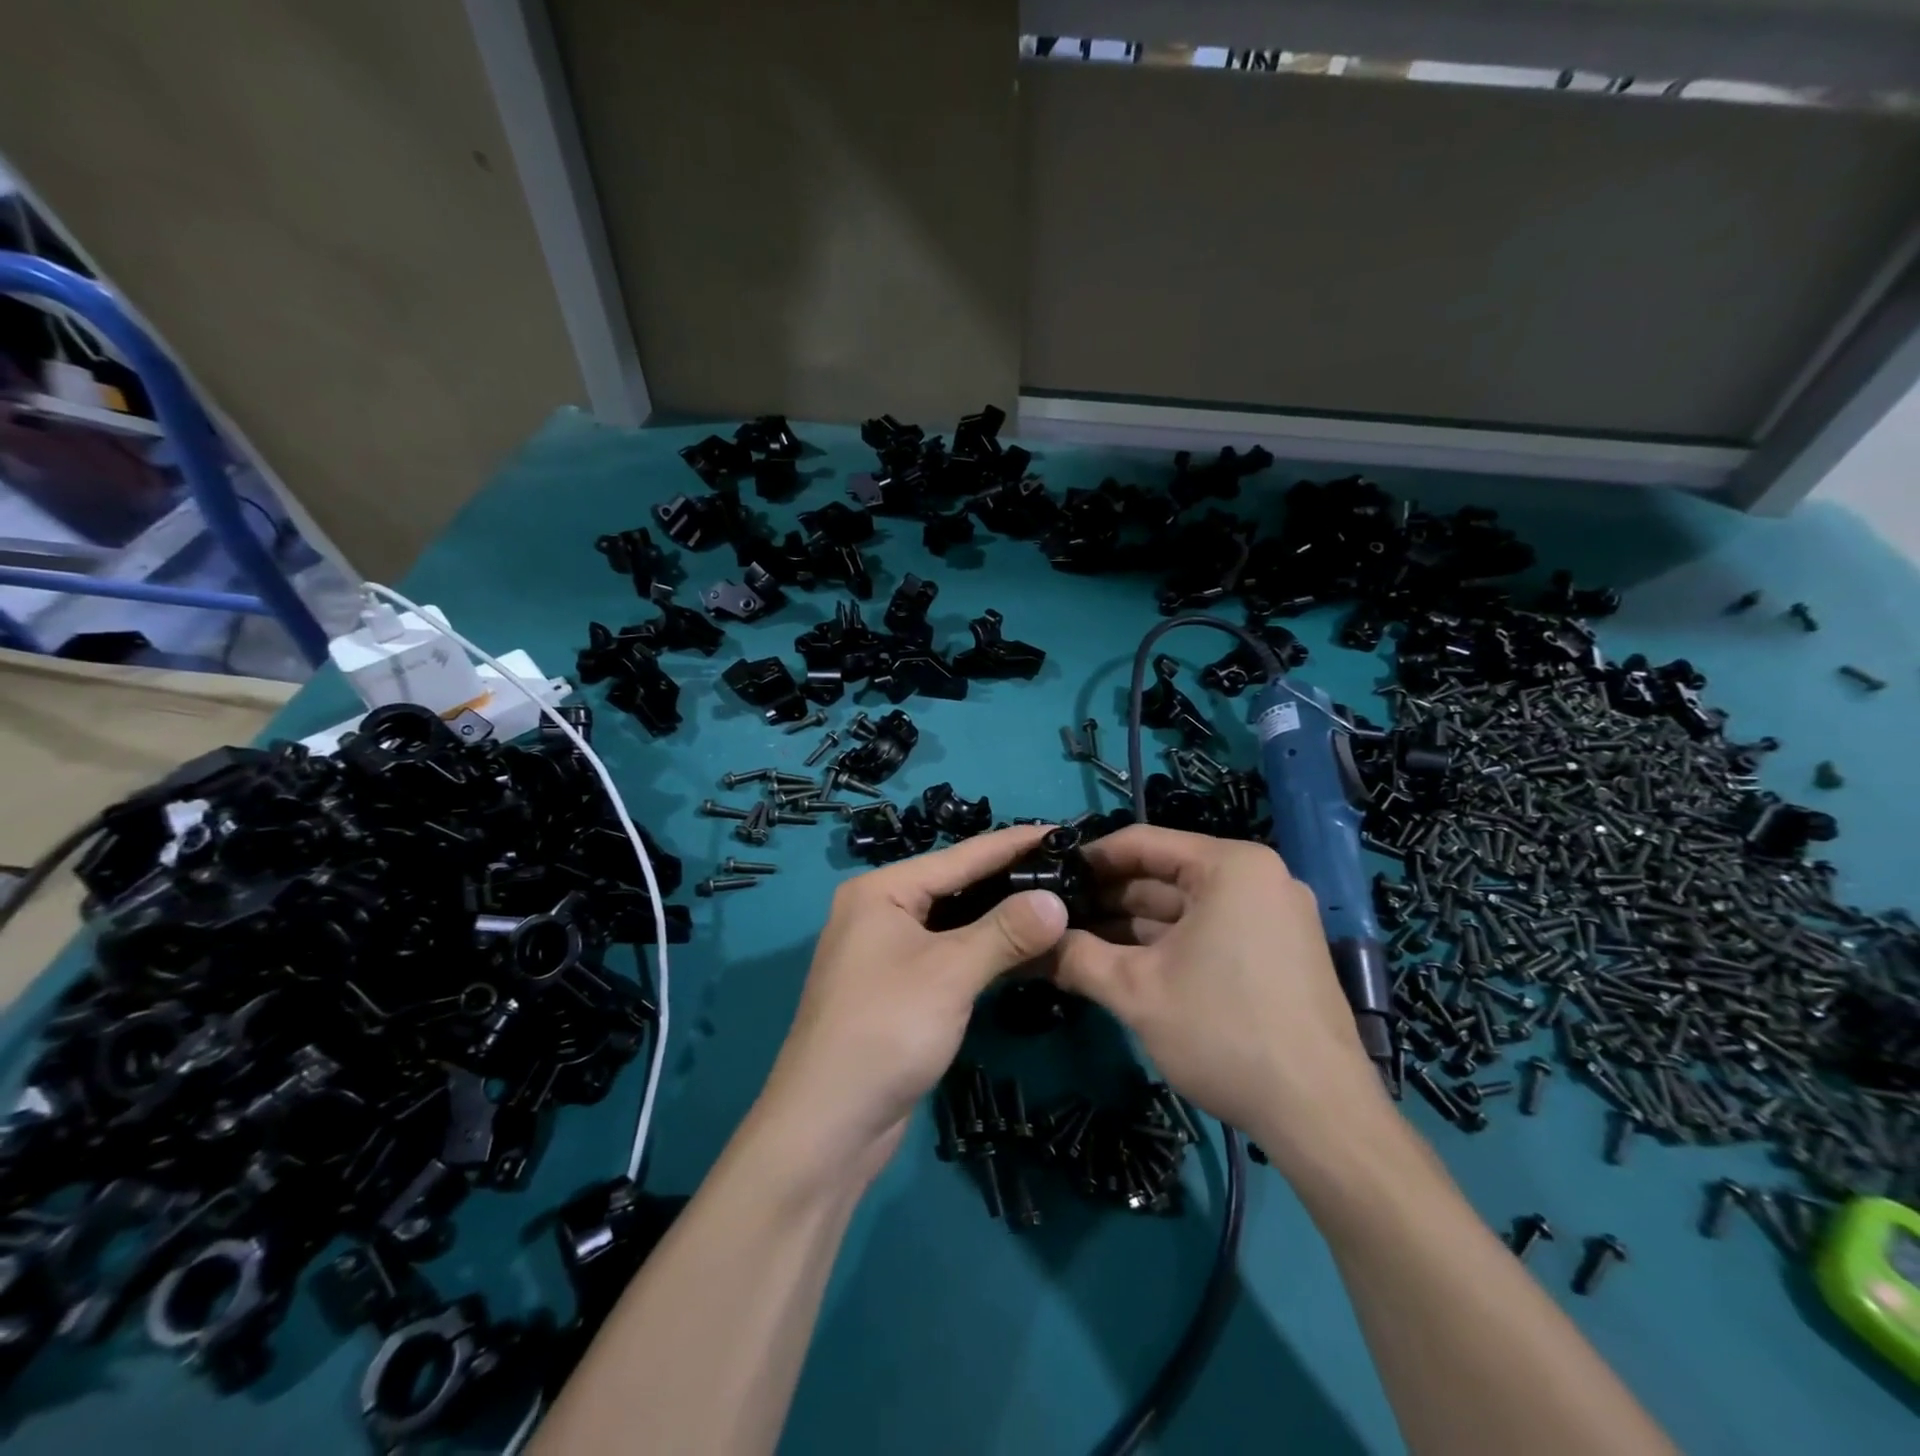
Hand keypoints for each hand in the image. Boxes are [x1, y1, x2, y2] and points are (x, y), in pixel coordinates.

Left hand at [757, 825, 1070, 1176]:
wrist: (829, 1126)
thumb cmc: (885, 1029)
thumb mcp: (950, 973)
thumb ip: (1006, 931)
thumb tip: (1057, 900)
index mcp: (883, 891)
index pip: (961, 855)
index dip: (1014, 844)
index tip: (1064, 831)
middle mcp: (883, 912)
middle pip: (958, 886)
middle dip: (1012, 881)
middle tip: (1072, 871)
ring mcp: (891, 953)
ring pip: (958, 924)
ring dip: (1004, 920)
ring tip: (1061, 904)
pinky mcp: (903, 990)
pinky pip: (953, 956)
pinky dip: (988, 953)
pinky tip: (1029, 951)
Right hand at [1053, 825, 1390, 1171]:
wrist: (1320, 1116)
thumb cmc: (1223, 1032)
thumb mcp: (1136, 991)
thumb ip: (1077, 958)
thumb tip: (1031, 948)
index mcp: (1231, 866)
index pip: (1143, 843)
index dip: (1090, 860)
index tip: (1049, 878)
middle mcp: (1258, 878)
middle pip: (1164, 875)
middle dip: (1108, 899)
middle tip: (1055, 916)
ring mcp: (1273, 916)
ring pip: (1185, 908)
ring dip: (1131, 926)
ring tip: (1076, 941)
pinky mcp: (1278, 952)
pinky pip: (1209, 931)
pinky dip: (1166, 944)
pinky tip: (1122, 962)